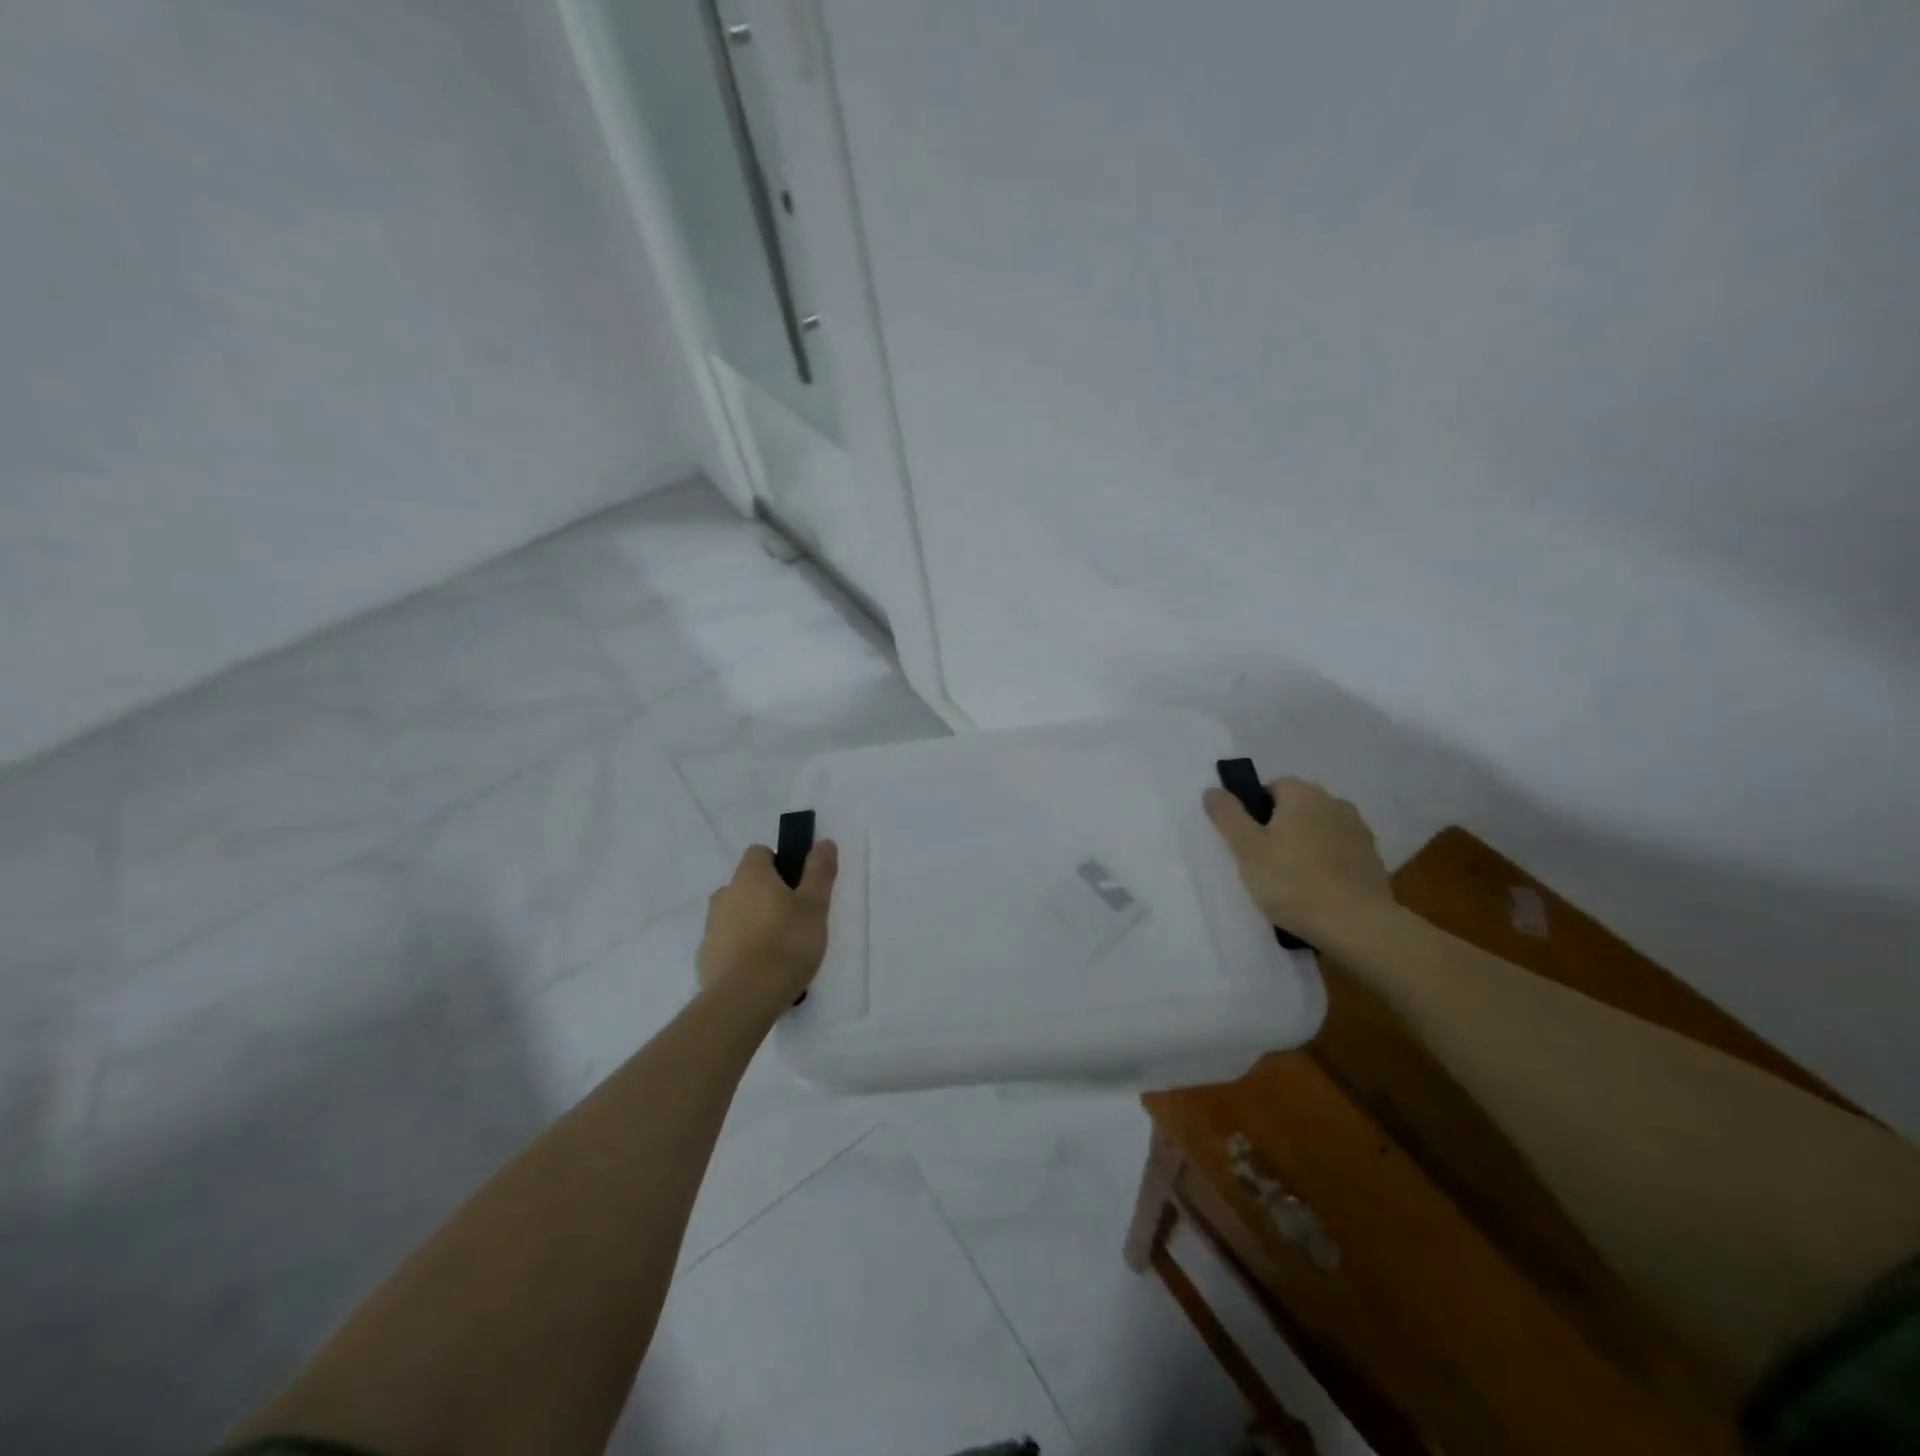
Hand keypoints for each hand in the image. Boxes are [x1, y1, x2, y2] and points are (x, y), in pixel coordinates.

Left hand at [697, 840, 838, 1018]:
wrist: (746, 997)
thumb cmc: (787, 943)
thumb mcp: (815, 905)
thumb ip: (819, 871)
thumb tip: (824, 842)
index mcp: (750, 876)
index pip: (759, 853)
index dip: (779, 864)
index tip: (797, 886)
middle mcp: (725, 893)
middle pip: (747, 884)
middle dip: (766, 895)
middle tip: (793, 919)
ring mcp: (711, 926)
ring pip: (735, 913)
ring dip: (752, 922)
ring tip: (777, 949)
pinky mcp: (705, 957)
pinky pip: (726, 943)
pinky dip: (740, 949)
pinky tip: (759, 969)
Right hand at [1203, 778, 1391, 943]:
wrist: (1357, 925)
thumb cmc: (1293, 882)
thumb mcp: (1246, 848)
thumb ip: (1227, 815)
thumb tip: (1213, 790)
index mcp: (1303, 794)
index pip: (1272, 787)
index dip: (1254, 812)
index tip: (1247, 841)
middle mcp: (1335, 803)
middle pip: (1297, 808)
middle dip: (1280, 828)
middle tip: (1264, 862)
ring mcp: (1359, 831)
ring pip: (1319, 830)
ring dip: (1305, 846)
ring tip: (1292, 881)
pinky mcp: (1373, 859)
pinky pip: (1339, 853)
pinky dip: (1326, 864)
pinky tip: (1317, 891)